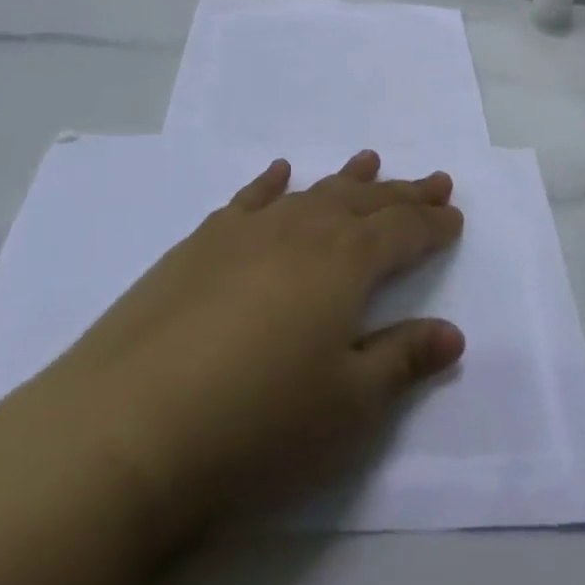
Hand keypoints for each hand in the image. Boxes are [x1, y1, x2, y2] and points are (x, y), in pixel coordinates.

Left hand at [31, 150, 464, 549]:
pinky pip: (249, 199)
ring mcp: (248, 230)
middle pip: (364, 201)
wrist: (129, 424)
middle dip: (402, 192)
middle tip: (433, 179)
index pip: (402, 231)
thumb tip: (452, 333)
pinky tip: (279, 172)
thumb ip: (402, 360)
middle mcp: (303, 229)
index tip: (455, 215)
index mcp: (346, 261)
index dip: (432, 223)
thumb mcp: (348, 406)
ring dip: (346, 178)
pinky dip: (271, 182)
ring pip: (312, 192)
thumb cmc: (258, 422)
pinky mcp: (201, 243)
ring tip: (370, 159)